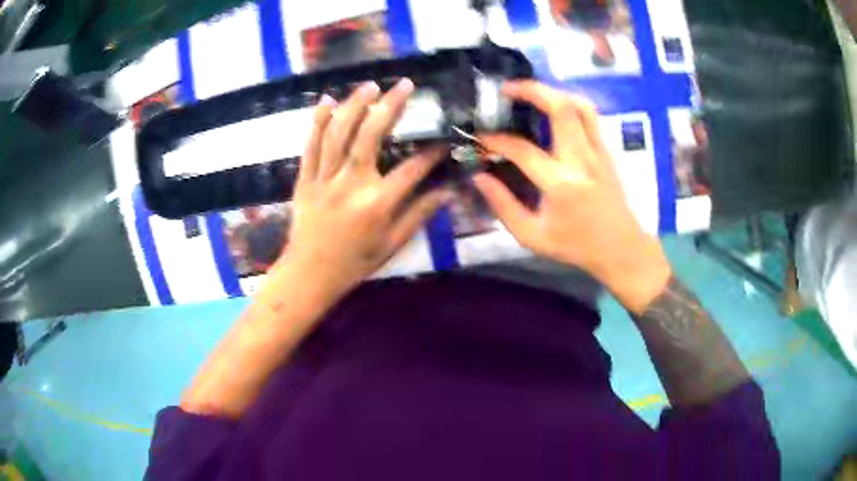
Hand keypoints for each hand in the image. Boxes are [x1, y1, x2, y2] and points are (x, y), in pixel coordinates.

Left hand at [279, 79, 451, 296]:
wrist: (310, 274)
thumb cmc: (355, 262)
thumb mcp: (393, 243)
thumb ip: (419, 213)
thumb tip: (449, 191)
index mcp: (377, 204)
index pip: (411, 169)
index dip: (431, 152)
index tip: (443, 139)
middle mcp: (351, 185)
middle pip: (371, 136)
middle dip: (390, 106)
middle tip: (404, 85)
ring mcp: (324, 179)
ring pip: (338, 134)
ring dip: (355, 105)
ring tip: (370, 85)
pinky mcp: (305, 179)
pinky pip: (310, 146)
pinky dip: (317, 122)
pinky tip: (327, 101)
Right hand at [474, 81, 671, 313]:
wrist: (621, 248)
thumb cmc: (576, 246)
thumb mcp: (532, 236)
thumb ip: (503, 206)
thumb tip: (480, 177)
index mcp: (561, 184)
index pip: (523, 150)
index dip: (496, 140)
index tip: (480, 137)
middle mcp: (582, 160)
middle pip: (561, 108)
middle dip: (531, 90)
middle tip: (507, 89)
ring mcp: (598, 152)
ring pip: (580, 105)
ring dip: (553, 92)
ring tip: (531, 93)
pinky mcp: (606, 151)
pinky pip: (589, 116)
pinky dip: (569, 104)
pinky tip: (554, 109)